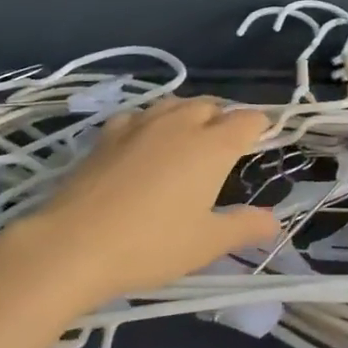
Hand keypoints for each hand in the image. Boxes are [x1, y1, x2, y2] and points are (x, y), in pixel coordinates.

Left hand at [0, 97, 277, 309]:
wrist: (74, 244)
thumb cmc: (151, 244)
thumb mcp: (206, 244)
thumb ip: (244, 227)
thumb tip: (273, 221)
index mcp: (213, 145)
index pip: (249, 119)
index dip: (260, 127)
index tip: (261, 142)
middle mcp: (181, 123)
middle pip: (212, 105)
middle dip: (224, 118)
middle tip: (224, 148)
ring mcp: (142, 123)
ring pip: (176, 103)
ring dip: (189, 114)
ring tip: (188, 138)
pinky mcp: (110, 133)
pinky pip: (140, 115)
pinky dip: (151, 122)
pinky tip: (143, 142)